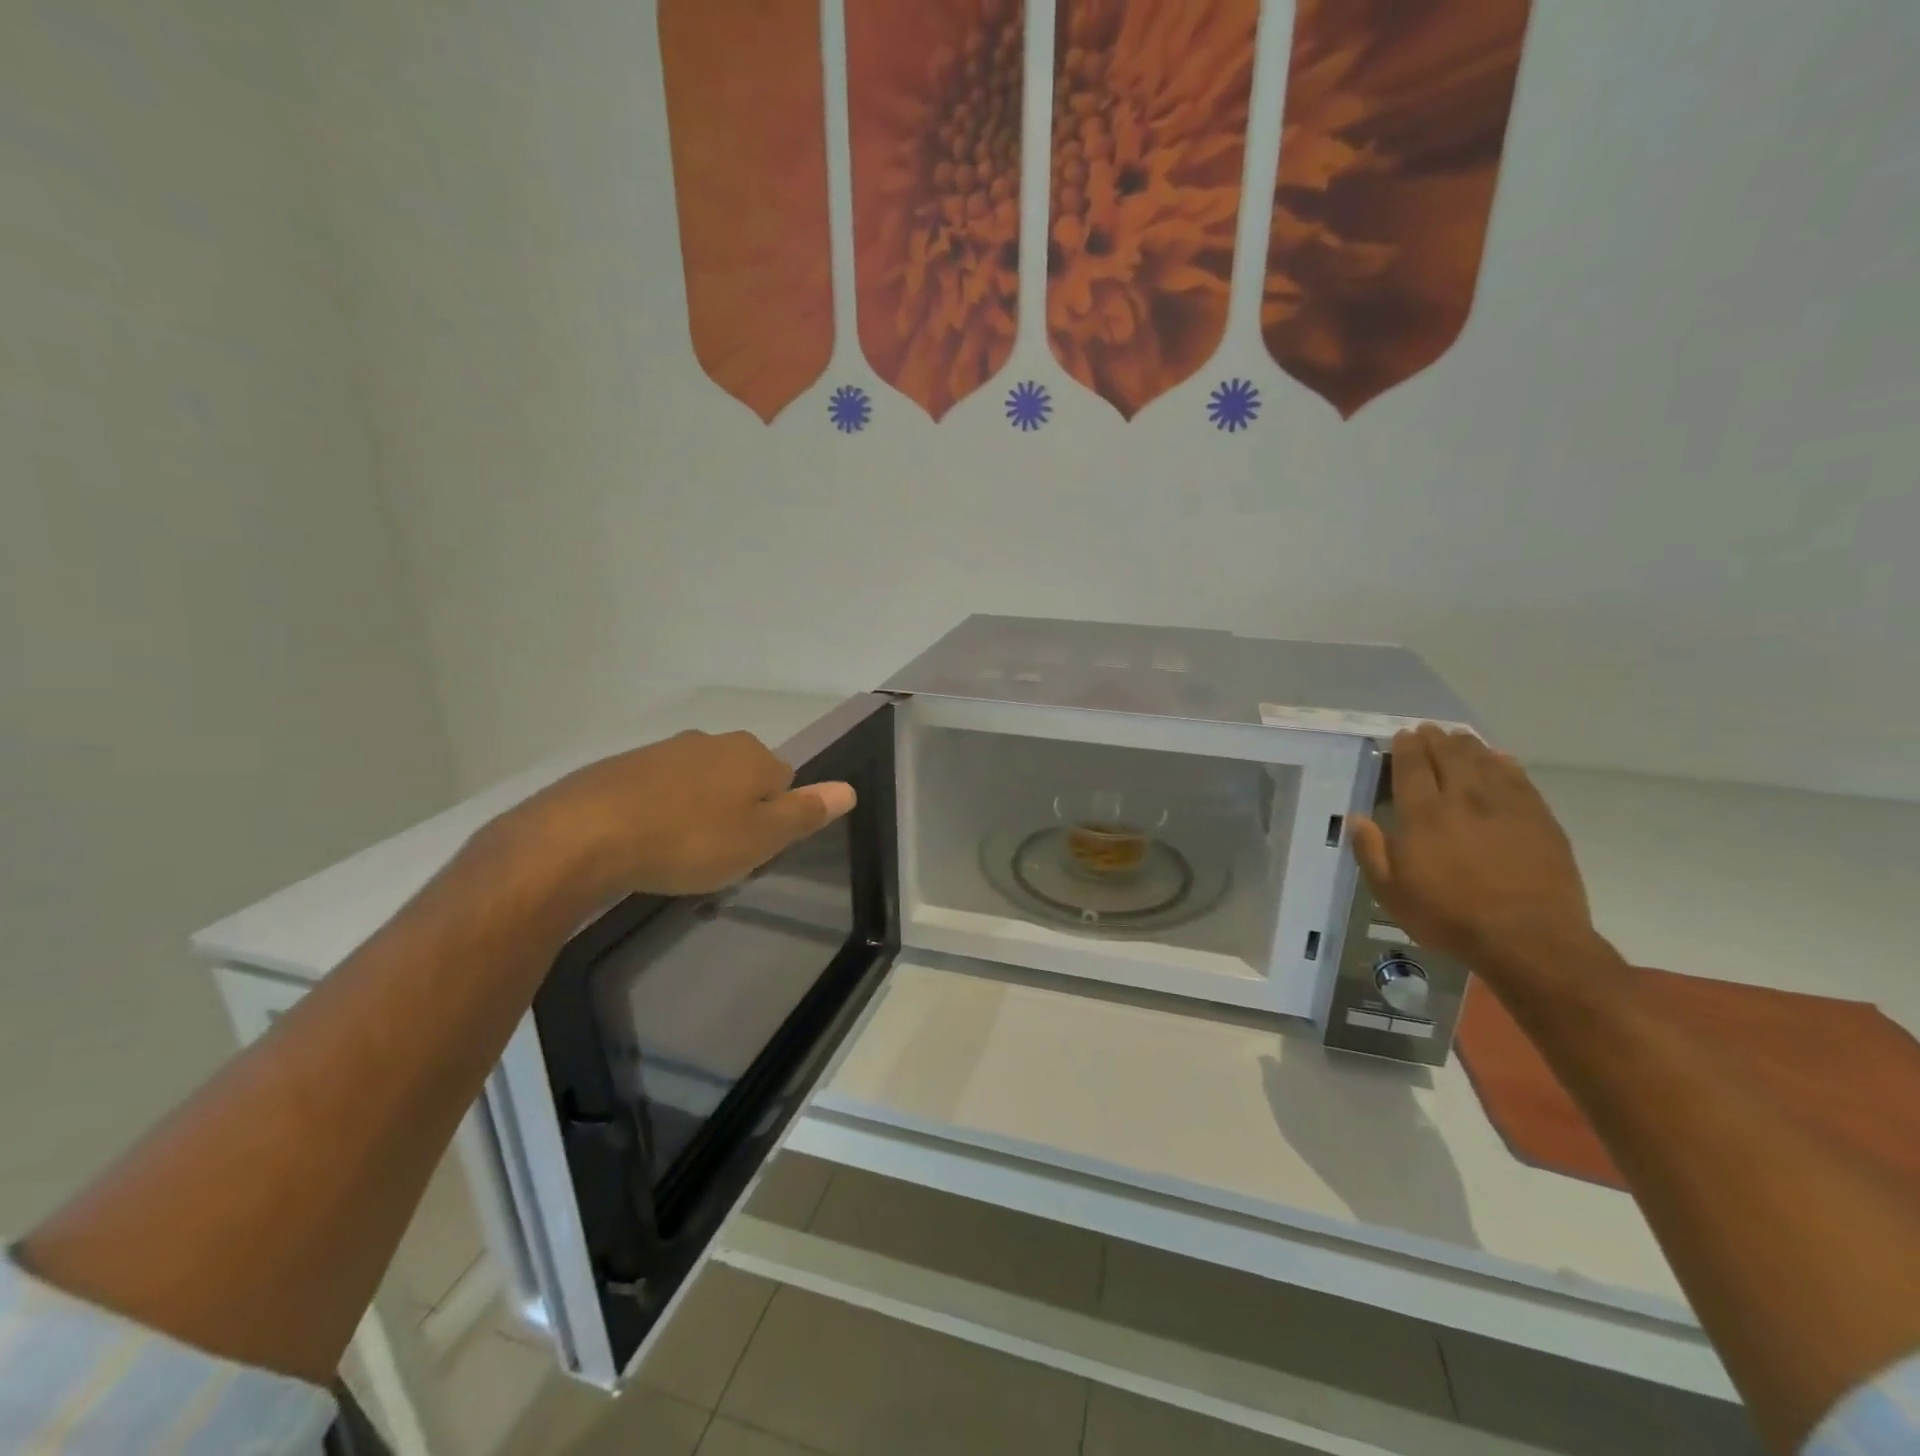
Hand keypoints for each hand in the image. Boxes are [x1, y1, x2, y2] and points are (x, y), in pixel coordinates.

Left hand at [522, 730, 856, 898]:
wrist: (583, 835)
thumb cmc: (688, 840)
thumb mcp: (759, 838)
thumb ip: (806, 812)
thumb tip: (849, 789)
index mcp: (752, 755)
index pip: (785, 781)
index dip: (773, 818)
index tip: (750, 849)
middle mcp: (712, 741)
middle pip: (742, 778)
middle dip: (736, 811)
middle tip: (717, 854)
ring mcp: (665, 750)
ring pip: (700, 783)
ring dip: (698, 811)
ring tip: (678, 853)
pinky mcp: (624, 766)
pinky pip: (660, 789)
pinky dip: (660, 811)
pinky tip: (644, 841)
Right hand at [1349, 725, 1598, 977]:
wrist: (1529, 940)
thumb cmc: (1450, 918)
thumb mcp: (1391, 894)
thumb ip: (1371, 852)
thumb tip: (1356, 819)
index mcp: (1423, 816)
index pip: (1412, 767)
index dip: (1405, 747)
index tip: (1402, 735)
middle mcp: (1463, 800)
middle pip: (1449, 755)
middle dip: (1436, 739)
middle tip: (1429, 730)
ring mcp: (1505, 806)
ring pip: (1484, 761)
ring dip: (1468, 745)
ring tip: (1458, 738)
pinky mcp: (1539, 818)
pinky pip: (1519, 778)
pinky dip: (1504, 763)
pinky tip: (1499, 759)